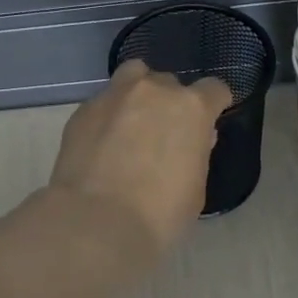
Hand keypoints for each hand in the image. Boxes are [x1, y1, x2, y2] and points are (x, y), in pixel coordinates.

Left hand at [49, 60, 232, 255]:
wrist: (96, 220)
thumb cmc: (159, 212)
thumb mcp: (195, 188)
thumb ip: (197, 153)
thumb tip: (194, 138)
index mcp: (191, 108)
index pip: (214, 89)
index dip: (213, 104)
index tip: (207, 123)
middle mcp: (153, 90)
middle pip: (169, 83)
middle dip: (169, 103)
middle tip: (162, 134)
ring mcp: (114, 95)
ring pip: (132, 77)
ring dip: (137, 94)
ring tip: (131, 124)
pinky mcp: (83, 110)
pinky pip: (103, 103)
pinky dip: (108, 117)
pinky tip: (102, 144)